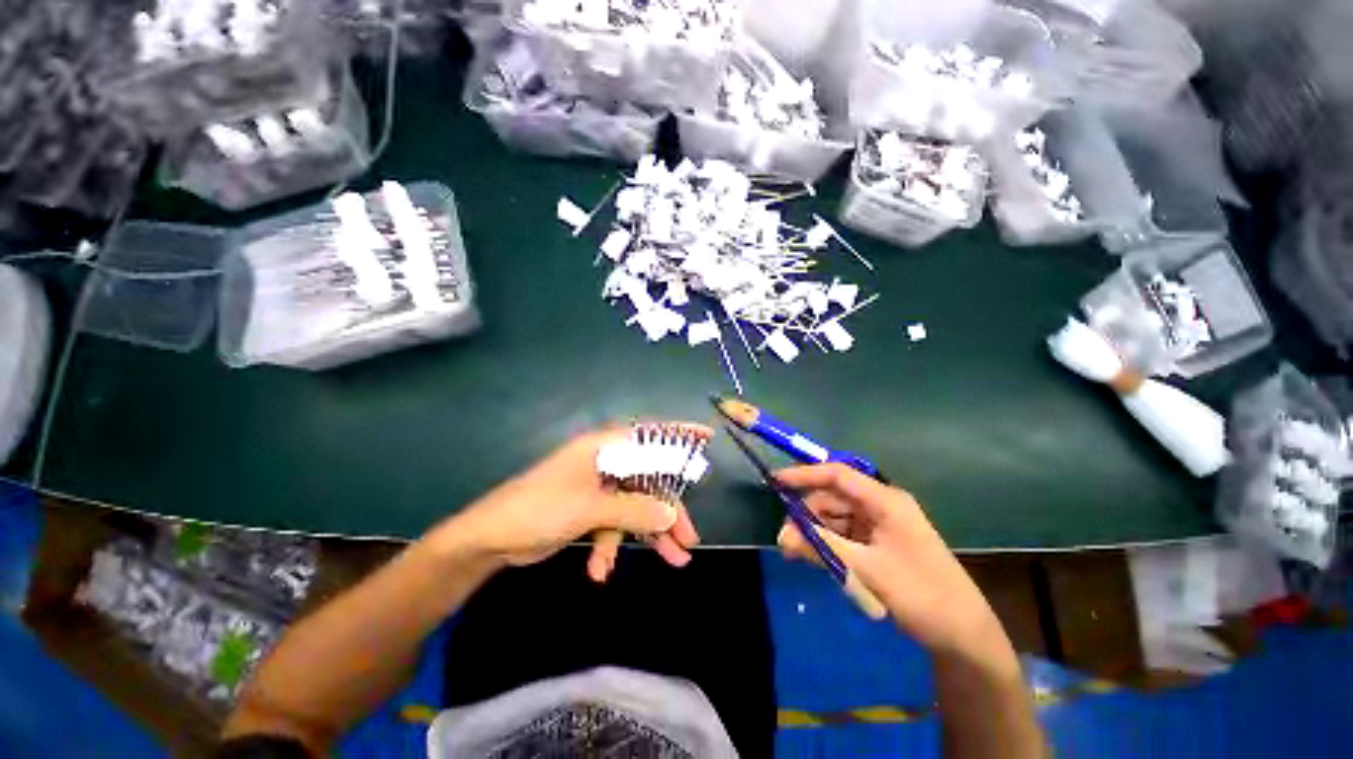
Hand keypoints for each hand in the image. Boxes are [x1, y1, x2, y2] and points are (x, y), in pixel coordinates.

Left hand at [442, 428, 702, 581]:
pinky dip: (611, 546)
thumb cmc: (539, 509)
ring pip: (635, 506)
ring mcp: (598, 487)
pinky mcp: (590, 509)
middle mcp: (604, 462)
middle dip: (668, 511)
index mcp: (603, 448)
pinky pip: (614, 523)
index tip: (706, 438)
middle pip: (648, 481)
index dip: (679, 435)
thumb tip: (670, 513)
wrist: (490, 539)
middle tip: (689, 538)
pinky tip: (600, 570)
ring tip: (672, 561)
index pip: (649, 435)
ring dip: (648, 534)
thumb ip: (633, 509)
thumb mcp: (589, 508)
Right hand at [776, 464, 1003, 655]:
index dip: (804, 475)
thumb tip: (782, 536)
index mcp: (885, 500)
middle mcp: (881, 505)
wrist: (964, 634)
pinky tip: (816, 557)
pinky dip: (828, 542)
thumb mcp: (866, 570)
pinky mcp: (879, 542)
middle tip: (786, 538)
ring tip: (797, 553)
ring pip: (836, 516)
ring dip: (815, 531)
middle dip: (807, 513)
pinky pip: (844, 533)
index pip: (837, 475)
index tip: (775, 482)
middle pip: (833, 496)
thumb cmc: (921, 594)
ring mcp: (880, 524)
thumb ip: (821, 548)